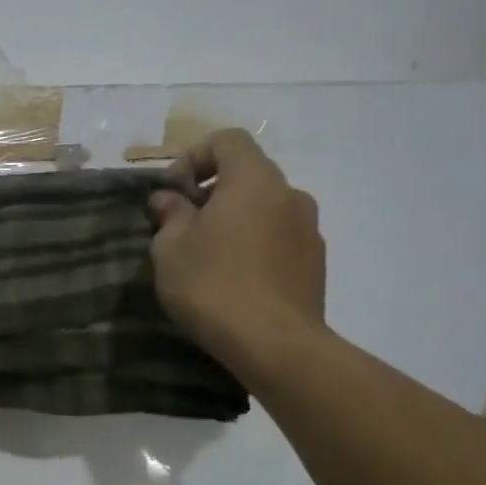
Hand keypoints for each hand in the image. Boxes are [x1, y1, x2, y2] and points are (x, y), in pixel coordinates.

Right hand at [148, 128, 326, 383]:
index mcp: (254, 180)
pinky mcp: (316, 263)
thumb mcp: (171, 248)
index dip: (195, 156)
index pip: (228, 140)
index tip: (174, 192)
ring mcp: (309, 229)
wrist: (275, 344)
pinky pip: (279, 238)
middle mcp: (289, 194)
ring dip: (236, 220)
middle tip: (184, 226)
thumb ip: (170, 215)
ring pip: (265, 208)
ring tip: (209, 256)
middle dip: (213, 192)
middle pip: (248, 174)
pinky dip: (256, 245)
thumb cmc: (213, 285)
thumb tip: (170, 199)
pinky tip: (235, 280)